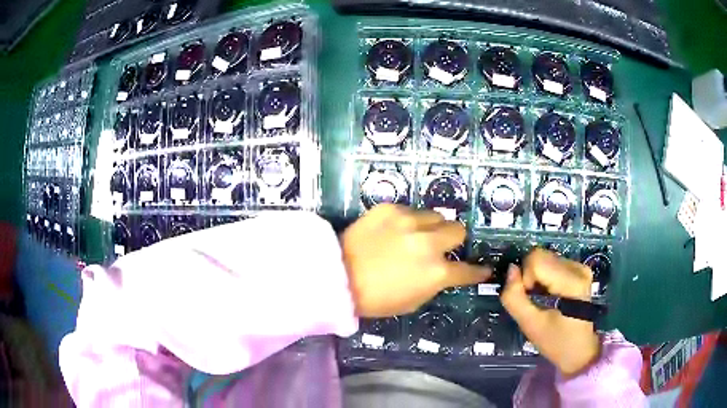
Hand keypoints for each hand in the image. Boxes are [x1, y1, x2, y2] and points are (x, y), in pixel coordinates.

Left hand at [342, 204, 491, 317]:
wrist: (336, 277)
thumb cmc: (375, 298)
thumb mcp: (412, 301)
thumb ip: (434, 283)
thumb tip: (444, 271)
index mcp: (436, 273)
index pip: (468, 270)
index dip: (478, 271)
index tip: (485, 268)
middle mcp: (428, 243)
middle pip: (458, 230)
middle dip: (453, 240)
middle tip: (440, 246)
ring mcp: (409, 221)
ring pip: (436, 216)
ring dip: (432, 227)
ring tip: (415, 236)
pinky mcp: (390, 208)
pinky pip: (411, 210)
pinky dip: (409, 221)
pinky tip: (394, 231)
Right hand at [501, 248, 599, 376]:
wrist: (579, 349)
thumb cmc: (555, 342)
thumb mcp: (530, 325)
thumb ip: (514, 298)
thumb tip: (510, 269)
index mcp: (572, 282)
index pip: (537, 260)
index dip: (525, 278)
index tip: (529, 299)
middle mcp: (579, 268)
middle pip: (540, 256)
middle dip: (530, 276)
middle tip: (534, 300)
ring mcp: (580, 267)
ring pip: (544, 257)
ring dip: (536, 277)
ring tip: (542, 298)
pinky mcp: (579, 269)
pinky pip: (551, 262)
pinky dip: (544, 276)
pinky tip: (549, 294)